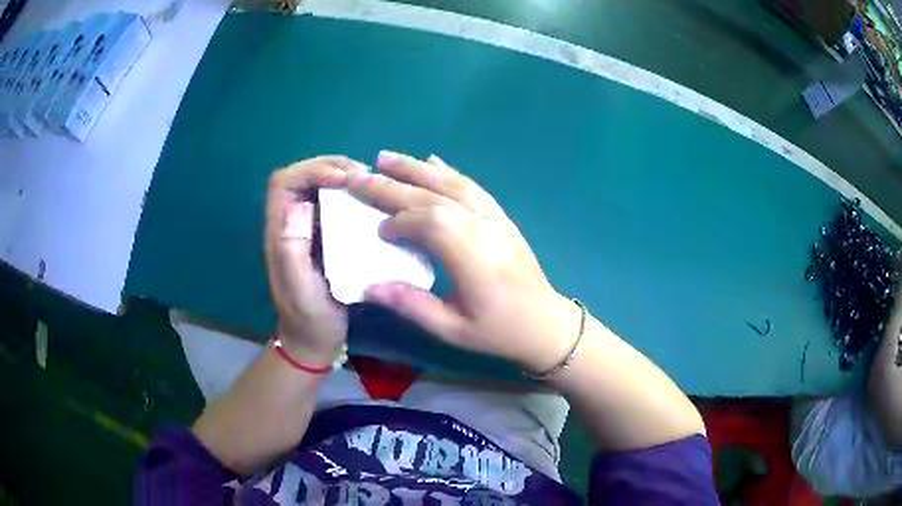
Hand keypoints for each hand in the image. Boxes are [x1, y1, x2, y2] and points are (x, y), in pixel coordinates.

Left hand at [264, 156, 361, 363]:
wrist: (315, 339)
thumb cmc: (308, 317)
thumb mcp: (300, 290)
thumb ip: (291, 251)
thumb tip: (300, 205)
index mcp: (279, 231)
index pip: (284, 182)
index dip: (310, 171)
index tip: (342, 180)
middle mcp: (290, 222)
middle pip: (302, 177)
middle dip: (331, 168)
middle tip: (363, 177)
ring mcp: (307, 228)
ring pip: (319, 186)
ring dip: (343, 178)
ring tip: (370, 185)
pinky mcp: (324, 235)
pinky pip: (335, 203)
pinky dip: (352, 195)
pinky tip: (371, 203)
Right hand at [347, 151, 579, 372]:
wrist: (546, 323)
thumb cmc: (499, 332)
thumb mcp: (453, 330)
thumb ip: (411, 306)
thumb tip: (368, 287)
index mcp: (475, 259)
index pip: (433, 223)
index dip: (401, 221)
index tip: (378, 230)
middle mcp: (486, 229)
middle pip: (436, 197)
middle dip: (395, 184)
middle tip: (360, 175)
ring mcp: (497, 218)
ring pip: (454, 184)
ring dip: (418, 168)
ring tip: (385, 157)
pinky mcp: (502, 216)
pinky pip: (473, 187)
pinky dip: (449, 172)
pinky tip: (431, 161)